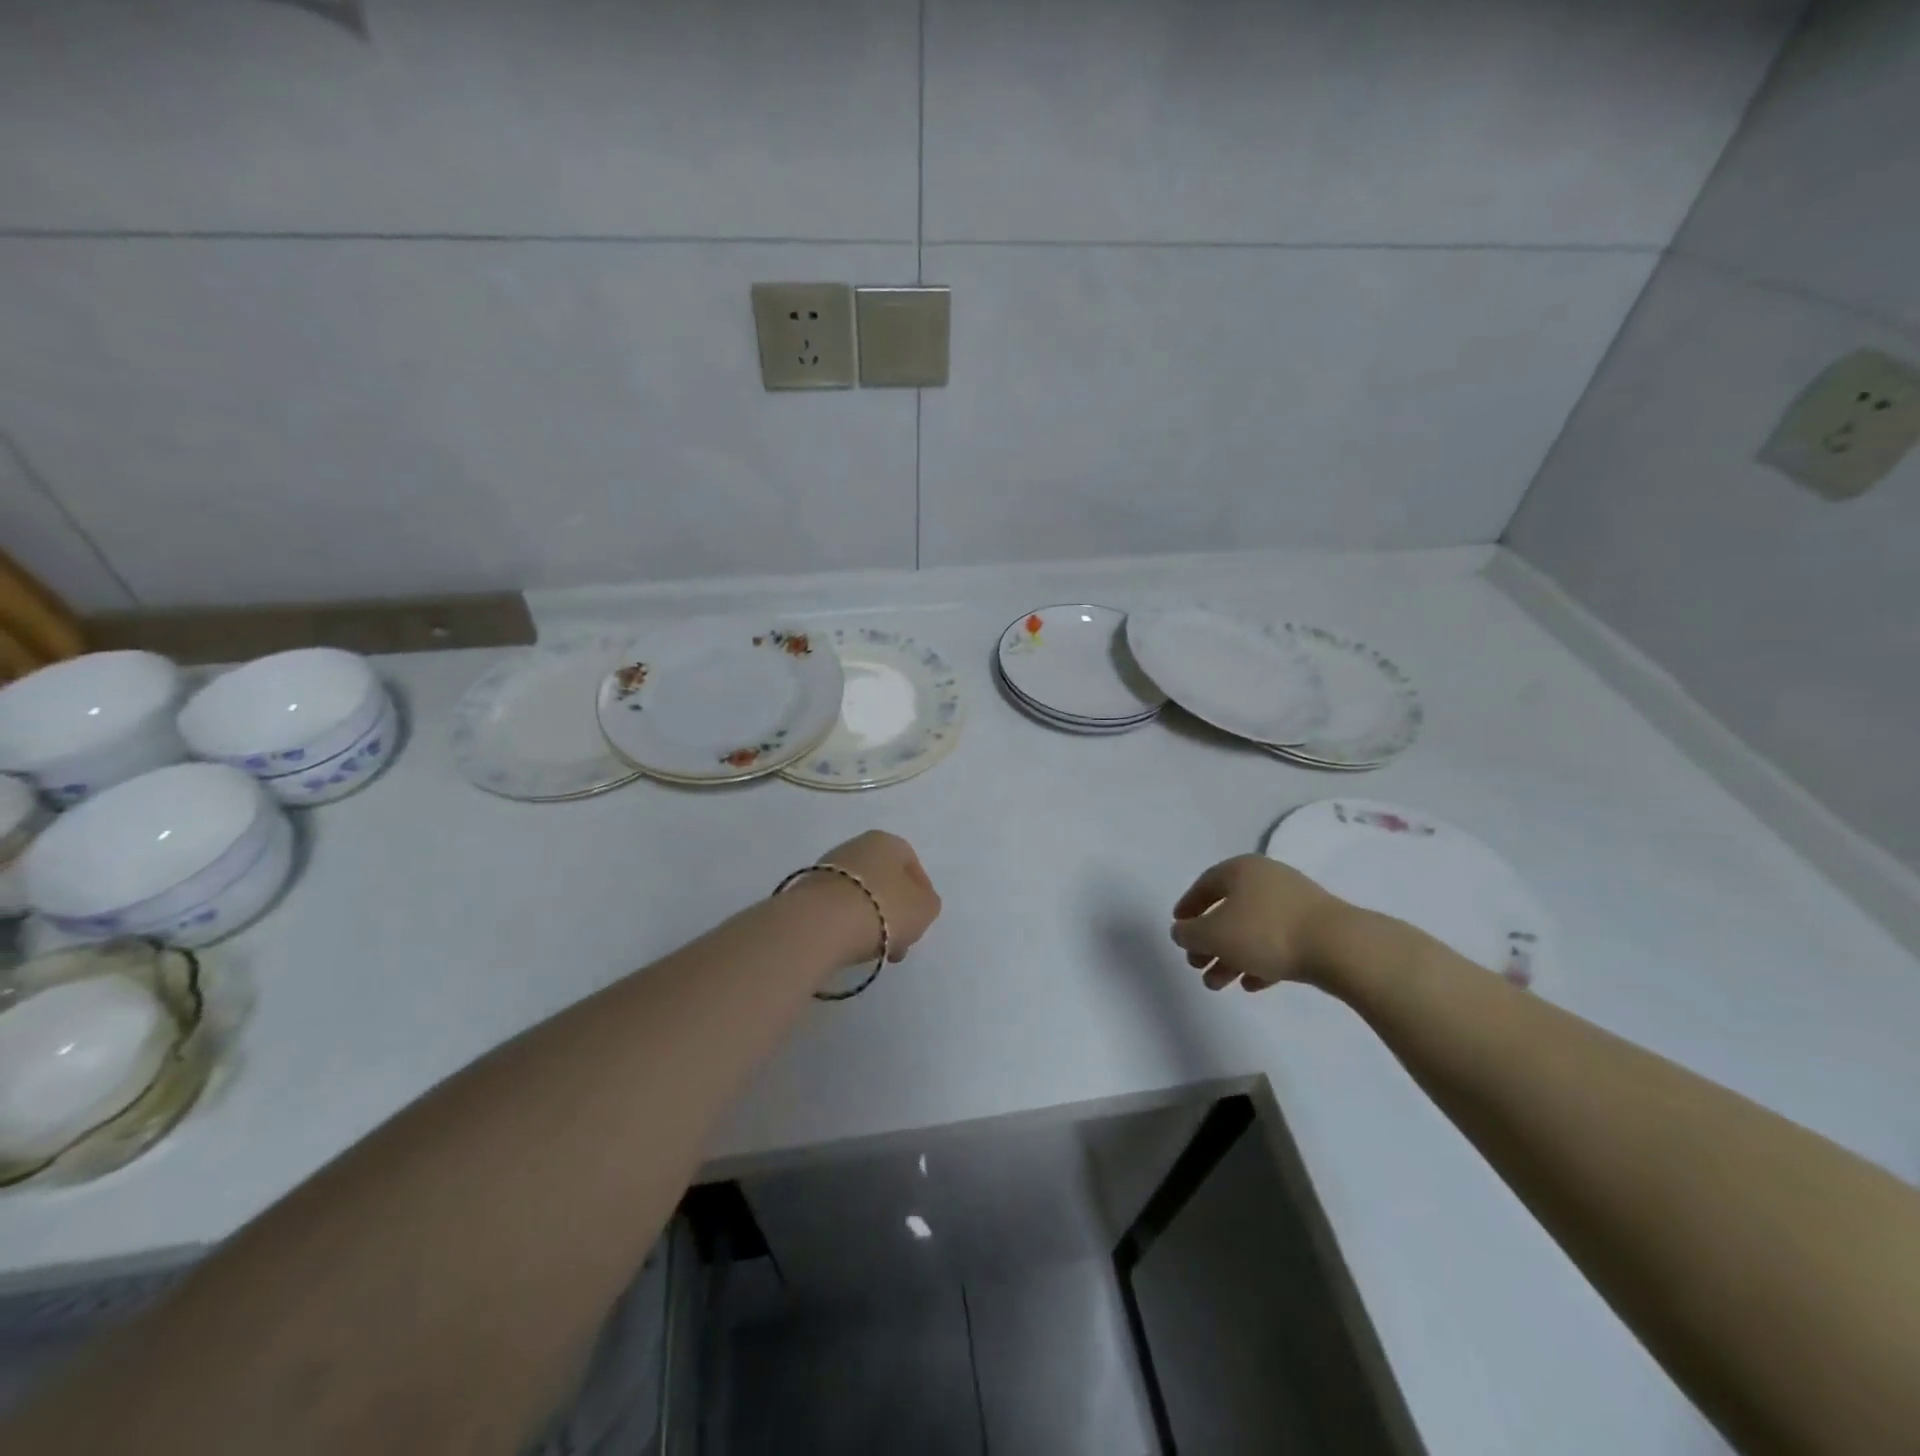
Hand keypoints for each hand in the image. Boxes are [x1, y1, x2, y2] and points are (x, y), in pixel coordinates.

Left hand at [808, 831, 941, 963]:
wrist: (821, 922)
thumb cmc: (883, 907)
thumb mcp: (924, 908)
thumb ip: (928, 903)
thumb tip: (917, 904)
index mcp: (886, 841)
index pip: (912, 865)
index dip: (920, 895)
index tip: (920, 922)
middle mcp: (855, 845)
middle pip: (884, 880)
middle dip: (894, 911)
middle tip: (899, 940)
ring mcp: (826, 867)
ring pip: (860, 895)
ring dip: (870, 919)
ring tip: (874, 950)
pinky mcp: (805, 891)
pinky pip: (836, 908)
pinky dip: (845, 924)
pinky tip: (849, 946)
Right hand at [1170, 855, 1351, 991]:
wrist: (1340, 947)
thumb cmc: (1266, 932)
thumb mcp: (1214, 935)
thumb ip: (1189, 934)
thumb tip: (1182, 932)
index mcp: (1241, 870)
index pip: (1205, 885)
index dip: (1188, 907)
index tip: (1179, 929)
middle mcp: (1267, 879)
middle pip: (1228, 911)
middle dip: (1209, 941)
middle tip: (1197, 965)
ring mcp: (1294, 903)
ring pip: (1252, 930)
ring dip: (1231, 957)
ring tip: (1219, 985)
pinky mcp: (1315, 928)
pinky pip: (1278, 942)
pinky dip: (1260, 961)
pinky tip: (1252, 984)